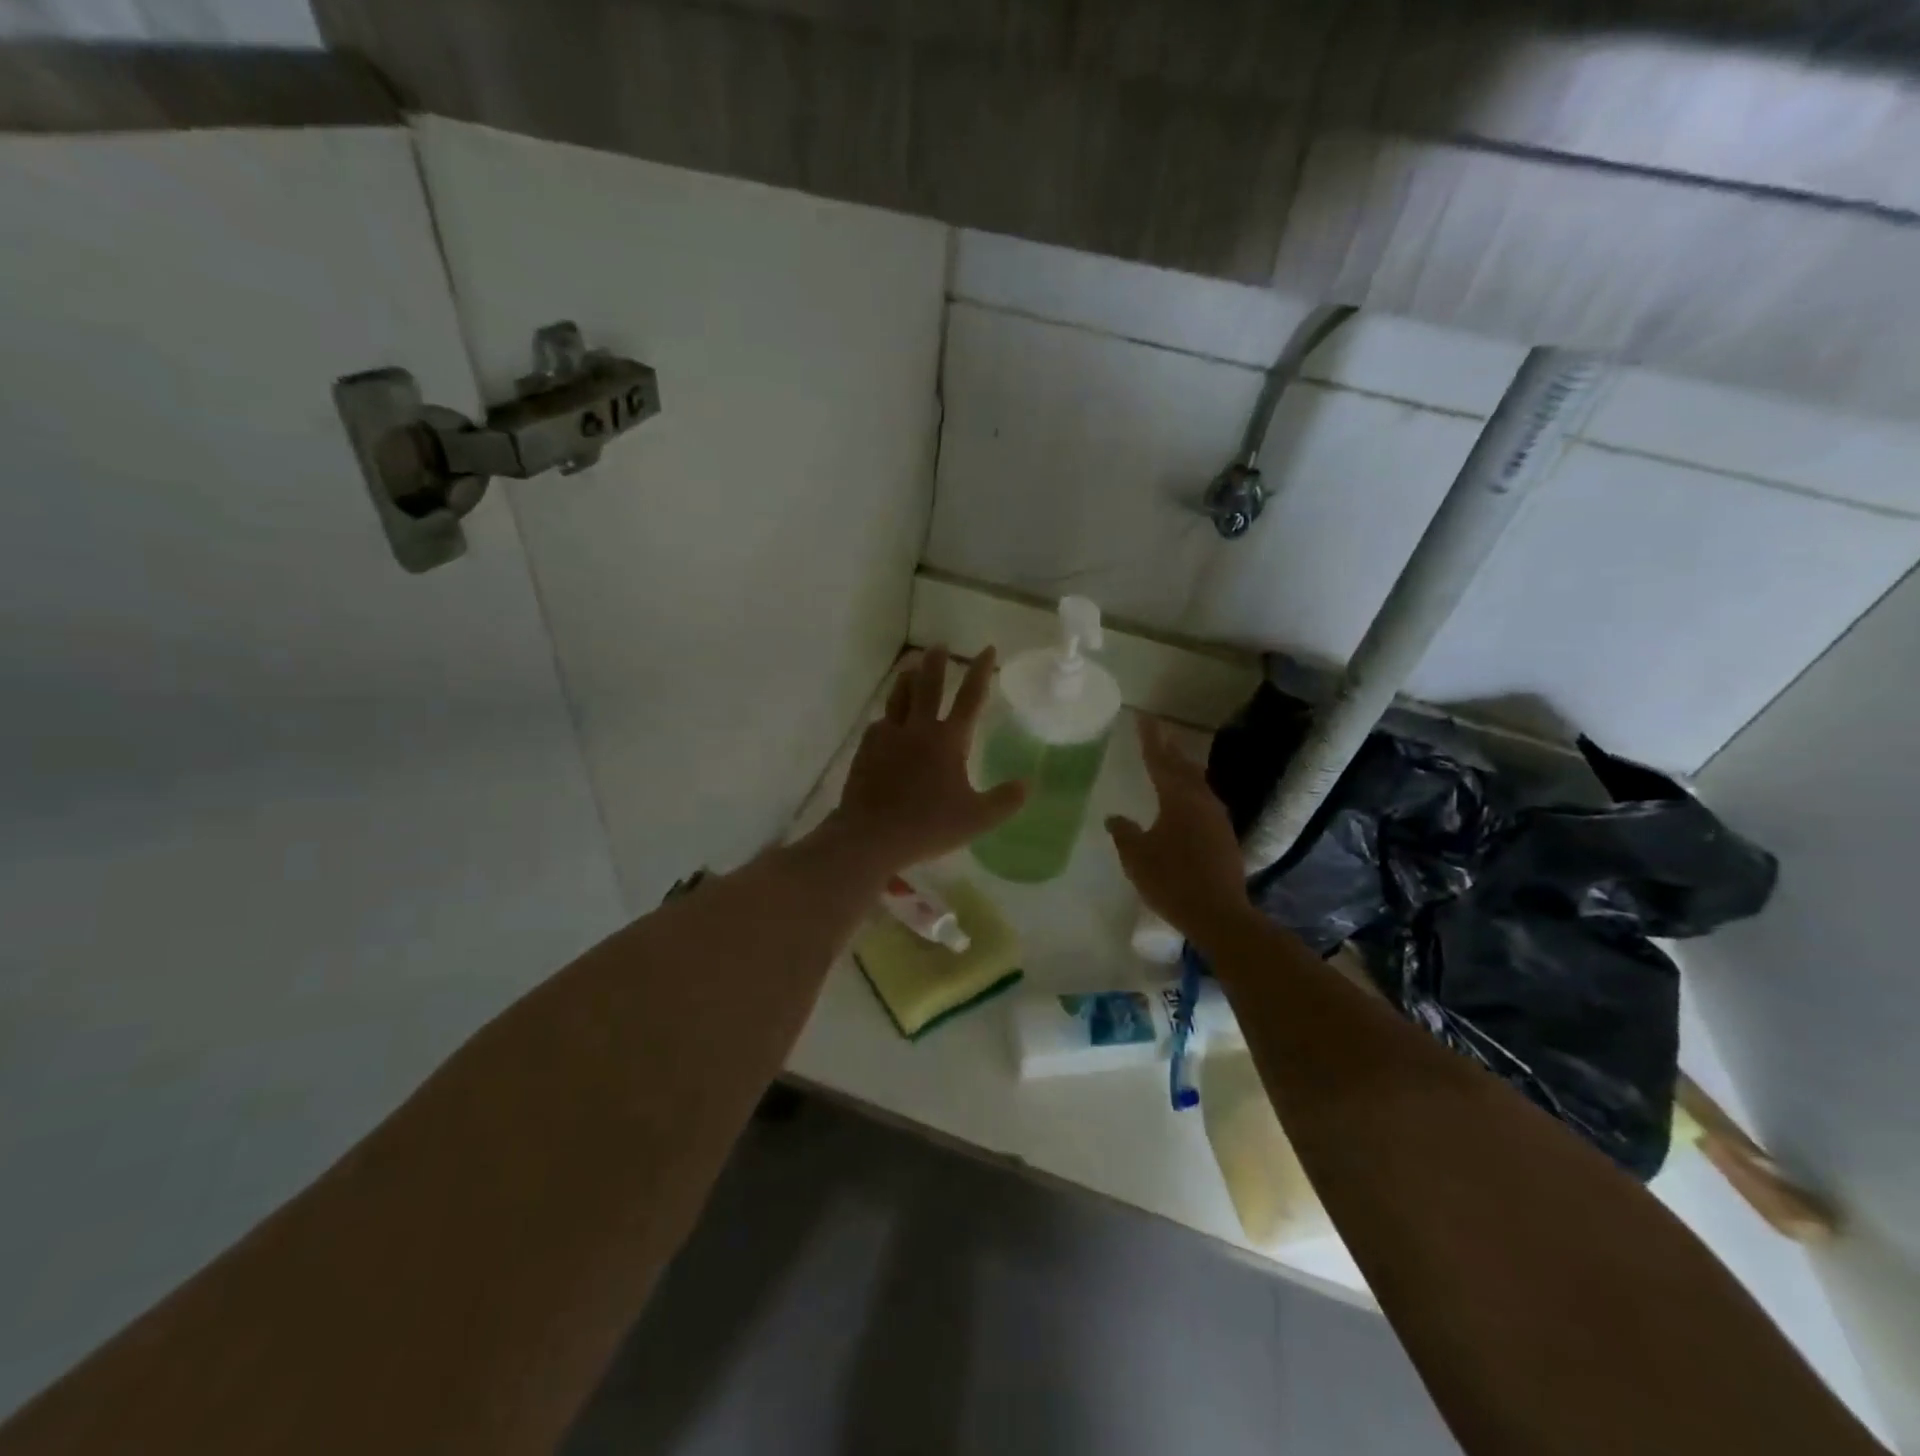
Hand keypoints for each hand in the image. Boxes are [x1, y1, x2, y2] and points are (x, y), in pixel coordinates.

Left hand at [827, 647, 1026, 872]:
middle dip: (937, 664)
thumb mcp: (977, 819)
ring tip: (910, 667)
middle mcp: (918, 730)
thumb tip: (1028, 783)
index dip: (981, 672)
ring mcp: (889, 737)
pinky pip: (879, 723)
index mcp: (948, 741)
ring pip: (899, 698)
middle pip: (928, 686)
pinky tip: (886, 720)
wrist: (871, 836)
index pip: (970, 698)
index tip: (987, 649)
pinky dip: (888, 715)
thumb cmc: (928, 826)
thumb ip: (1005, 800)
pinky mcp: (866, 750)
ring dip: (907, 680)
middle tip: (939, 646)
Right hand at [1107, 716, 1251, 939]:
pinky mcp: (1224, 836)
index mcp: (1177, 799)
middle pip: (1183, 767)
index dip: (1149, 739)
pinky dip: (1191, 791)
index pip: (1159, 760)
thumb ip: (1124, 833)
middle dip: (1169, 749)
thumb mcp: (1137, 857)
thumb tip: (1114, 818)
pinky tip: (1186, 801)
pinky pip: (1204, 801)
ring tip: (1172, 762)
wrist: (1218, 913)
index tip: (1144, 717)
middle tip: (1157, 733)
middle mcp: (1201, 801)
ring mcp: (1217, 818)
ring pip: (1198, 783)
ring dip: (1183, 770)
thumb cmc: (1171, 880)